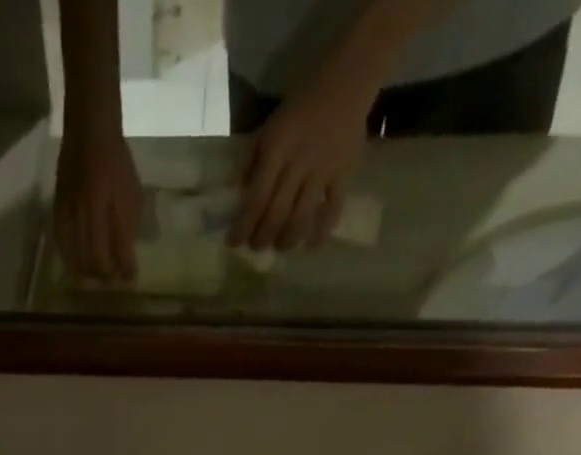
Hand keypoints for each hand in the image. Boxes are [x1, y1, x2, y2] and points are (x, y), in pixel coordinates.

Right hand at [52, 122, 142, 281]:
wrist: (90, 130)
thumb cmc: (117, 161)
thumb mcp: (133, 192)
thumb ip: (129, 224)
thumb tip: (127, 253)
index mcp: (113, 209)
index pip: (121, 251)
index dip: (126, 270)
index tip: (130, 280)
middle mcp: (91, 214)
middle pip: (96, 260)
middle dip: (105, 276)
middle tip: (110, 282)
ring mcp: (72, 213)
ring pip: (77, 257)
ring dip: (87, 272)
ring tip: (93, 278)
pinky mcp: (58, 209)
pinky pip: (62, 243)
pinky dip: (69, 258)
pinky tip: (74, 263)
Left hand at [228, 71, 371, 249]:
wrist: (347, 81)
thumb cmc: (302, 105)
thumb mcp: (270, 127)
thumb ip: (253, 160)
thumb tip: (236, 192)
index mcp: (277, 150)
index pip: (256, 198)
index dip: (243, 226)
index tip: (233, 243)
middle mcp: (298, 164)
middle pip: (277, 213)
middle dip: (263, 237)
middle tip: (256, 247)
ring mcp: (323, 171)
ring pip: (301, 217)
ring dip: (287, 239)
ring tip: (280, 246)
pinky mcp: (344, 174)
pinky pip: (333, 209)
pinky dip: (322, 231)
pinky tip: (312, 246)